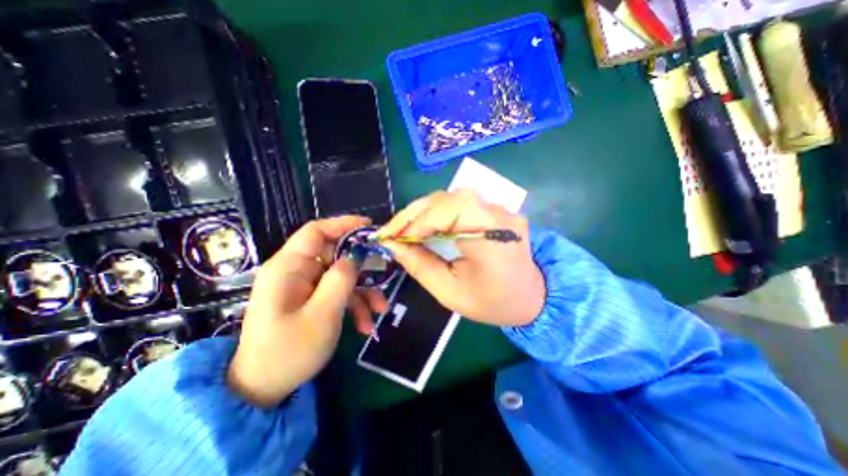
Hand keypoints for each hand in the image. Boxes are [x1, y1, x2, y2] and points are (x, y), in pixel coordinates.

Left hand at [226, 216, 383, 405]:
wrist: (264, 390)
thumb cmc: (289, 352)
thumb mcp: (323, 314)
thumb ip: (341, 279)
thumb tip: (357, 254)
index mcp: (288, 267)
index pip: (316, 231)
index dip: (343, 224)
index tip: (370, 227)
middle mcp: (295, 271)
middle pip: (335, 255)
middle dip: (362, 269)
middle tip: (384, 278)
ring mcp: (303, 286)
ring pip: (340, 276)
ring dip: (362, 293)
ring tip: (379, 312)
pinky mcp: (310, 299)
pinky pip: (336, 292)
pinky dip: (353, 305)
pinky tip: (365, 325)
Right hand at [378, 189, 542, 327]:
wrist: (532, 298)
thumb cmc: (492, 302)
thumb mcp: (450, 292)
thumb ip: (420, 266)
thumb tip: (393, 245)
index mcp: (491, 235)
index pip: (447, 211)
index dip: (415, 223)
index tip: (391, 238)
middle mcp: (497, 213)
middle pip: (447, 198)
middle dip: (413, 213)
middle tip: (392, 231)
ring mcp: (499, 208)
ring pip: (452, 197)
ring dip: (424, 211)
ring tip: (405, 229)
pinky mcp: (496, 210)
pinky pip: (461, 204)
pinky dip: (438, 212)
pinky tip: (426, 225)